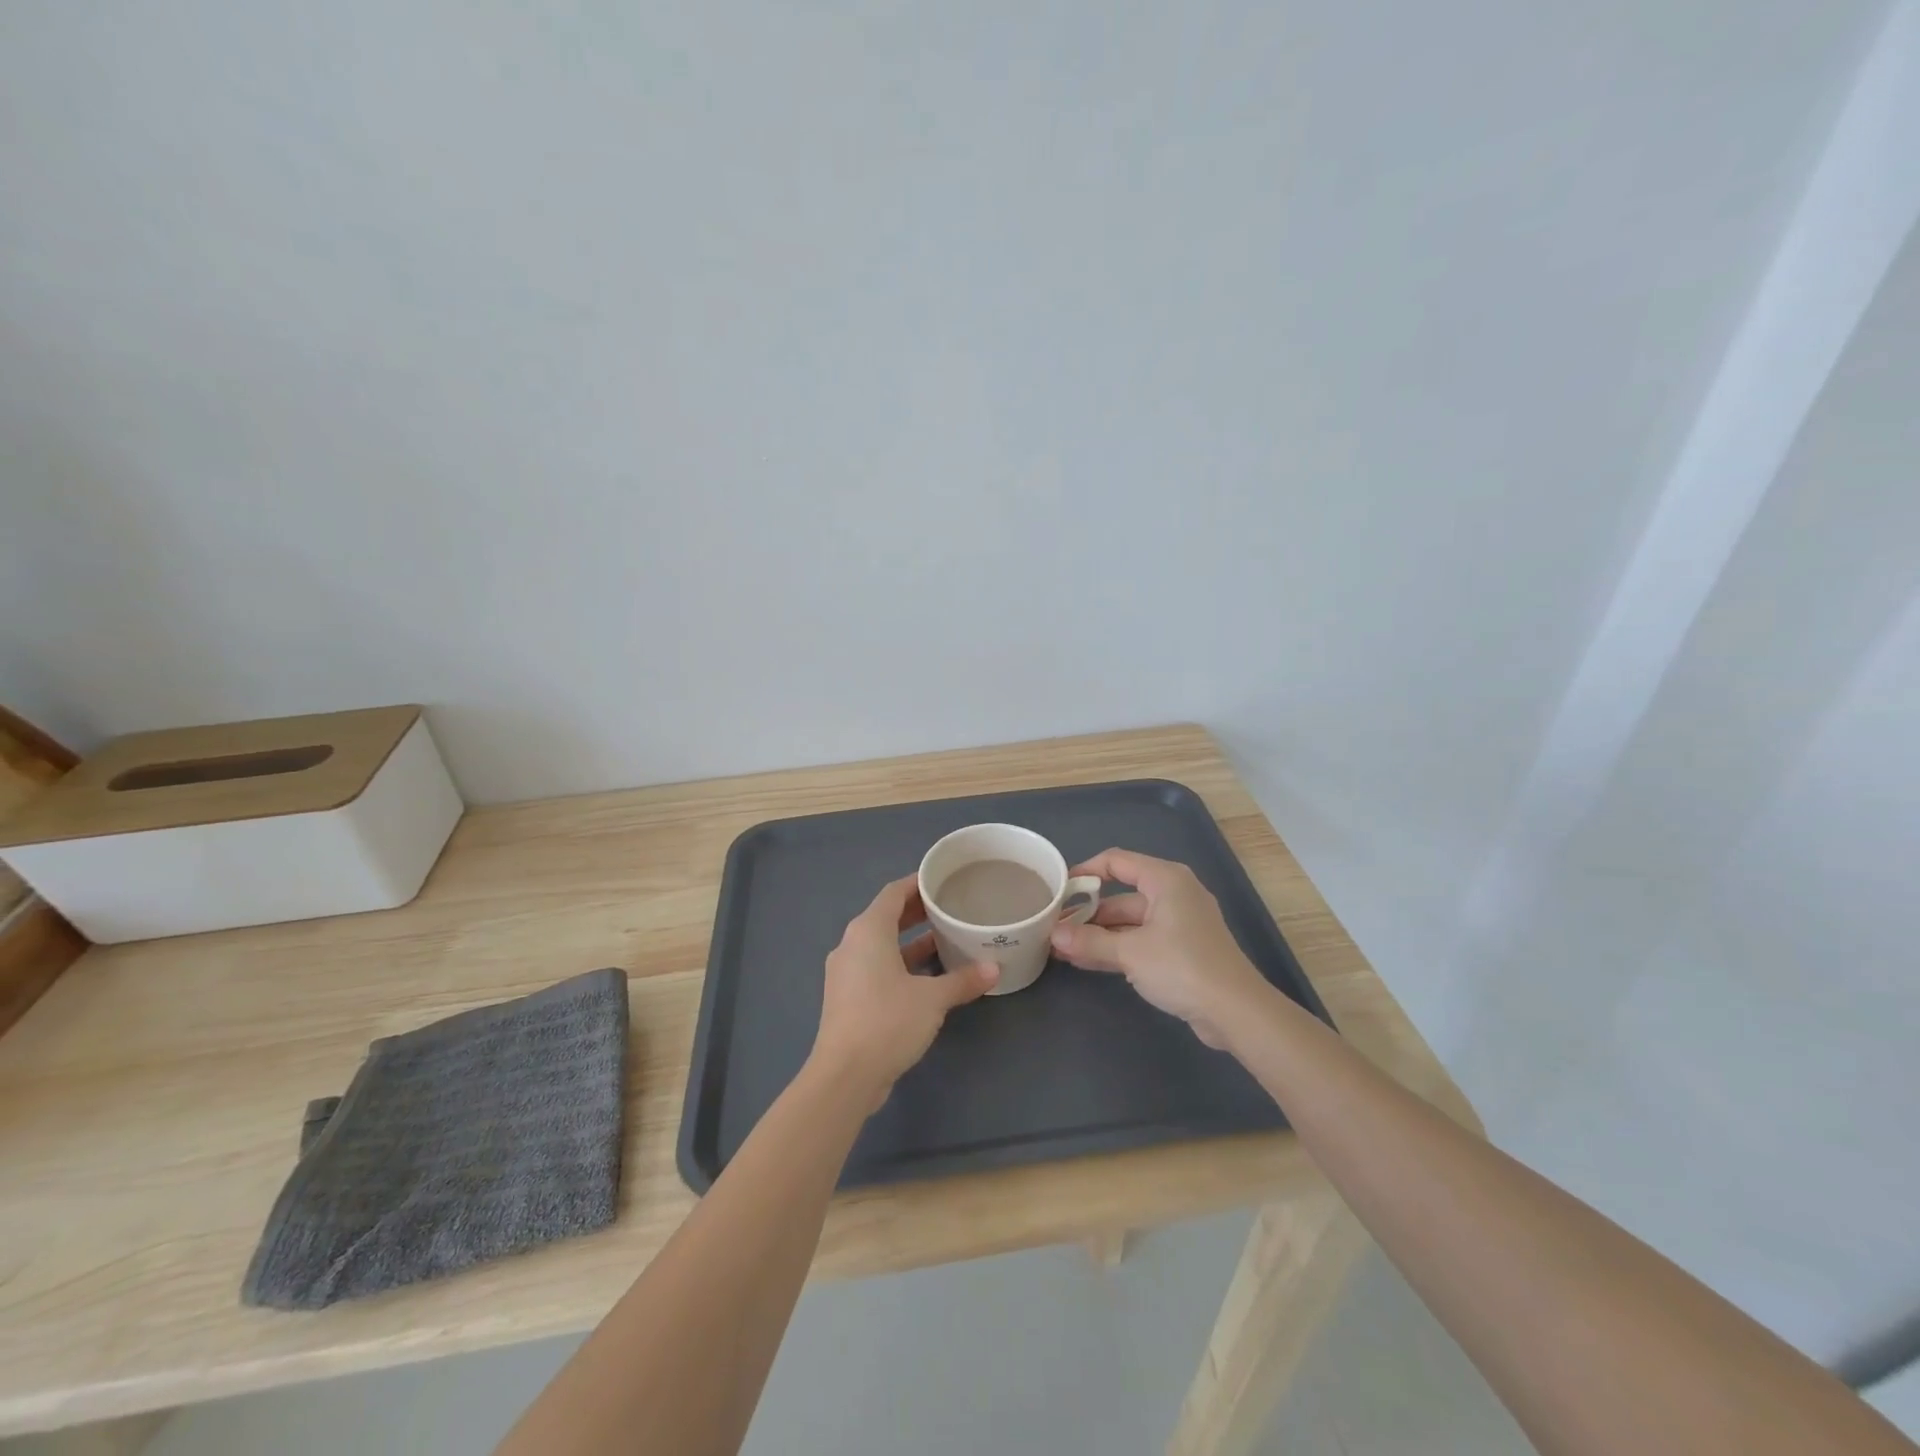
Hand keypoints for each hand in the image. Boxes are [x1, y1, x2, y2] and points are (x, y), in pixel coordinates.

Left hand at [810, 875, 997, 1104]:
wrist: (845, 1075)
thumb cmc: (888, 1021)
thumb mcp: (932, 999)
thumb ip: (963, 980)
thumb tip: (995, 969)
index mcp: (868, 931)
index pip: (893, 893)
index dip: (917, 884)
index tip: (942, 880)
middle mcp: (852, 945)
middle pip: (886, 917)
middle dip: (917, 912)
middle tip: (950, 908)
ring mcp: (846, 973)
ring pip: (882, 945)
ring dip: (911, 942)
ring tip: (945, 939)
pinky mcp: (847, 998)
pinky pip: (876, 968)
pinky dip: (901, 965)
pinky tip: (928, 977)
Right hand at [1049, 848, 1268, 1047]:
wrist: (1235, 1011)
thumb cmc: (1182, 967)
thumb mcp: (1130, 953)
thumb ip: (1089, 941)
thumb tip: (1054, 934)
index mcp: (1165, 879)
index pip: (1116, 861)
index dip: (1085, 872)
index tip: (1058, 889)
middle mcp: (1173, 893)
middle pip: (1122, 895)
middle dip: (1088, 912)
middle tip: (1055, 926)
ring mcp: (1179, 922)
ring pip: (1130, 920)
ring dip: (1099, 933)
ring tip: (1064, 947)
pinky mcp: (1182, 949)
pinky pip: (1141, 939)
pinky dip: (1117, 947)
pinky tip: (1088, 960)